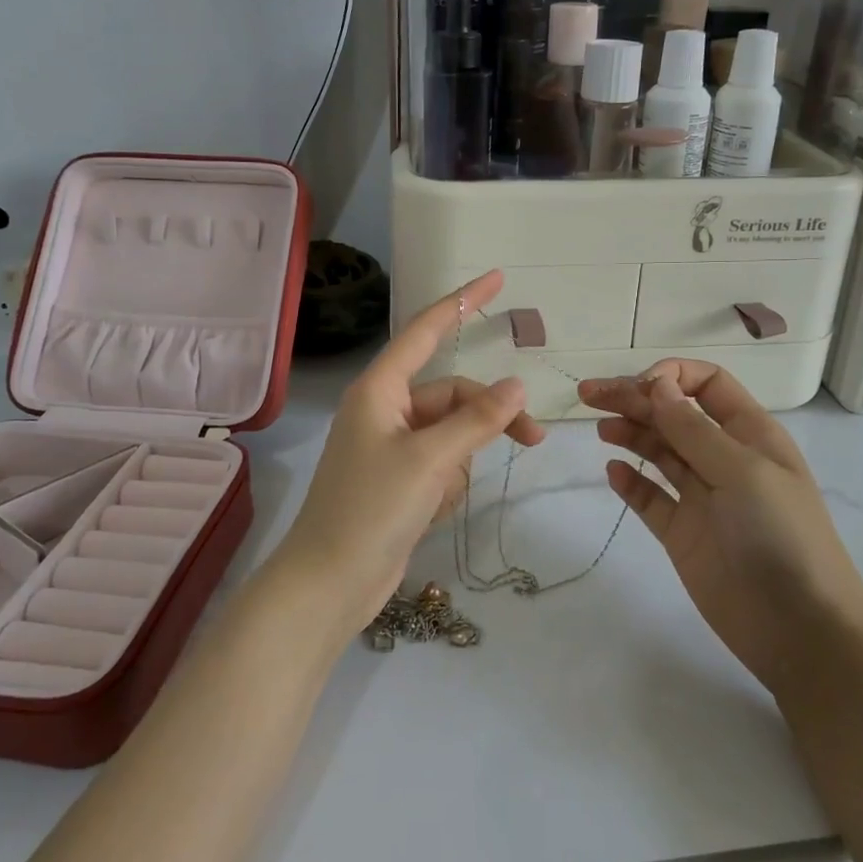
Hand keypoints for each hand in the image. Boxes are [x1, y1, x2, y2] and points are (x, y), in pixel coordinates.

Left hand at [272, 271, 544, 636]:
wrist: (329, 583)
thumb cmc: (371, 509)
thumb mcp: (430, 460)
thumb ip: (477, 420)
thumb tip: (516, 384)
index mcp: (380, 389)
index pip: (426, 331)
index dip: (462, 302)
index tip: (497, 278)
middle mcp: (385, 410)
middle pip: (454, 395)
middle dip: (489, 417)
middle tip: (533, 439)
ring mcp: (392, 446)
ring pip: (453, 433)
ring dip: (462, 461)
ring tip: (442, 497)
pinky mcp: (400, 479)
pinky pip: (442, 464)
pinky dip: (448, 484)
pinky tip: (431, 512)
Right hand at [577, 361, 862, 697]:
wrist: (799, 630)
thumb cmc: (780, 536)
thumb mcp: (741, 471)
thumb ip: (693, 428)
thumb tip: (656, 384)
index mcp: (749, 434)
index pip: (707, 384)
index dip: (671, 376)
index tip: (639, 387)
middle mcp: (724, 458)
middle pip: (673, 414)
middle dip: (634, 399)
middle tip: (588, 395)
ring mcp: (703, 497)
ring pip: (659, 451)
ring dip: (630, 433)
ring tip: (601, 430)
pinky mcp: (684, 533)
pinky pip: (651, 498)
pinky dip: (631, 482)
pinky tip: (613, 472)